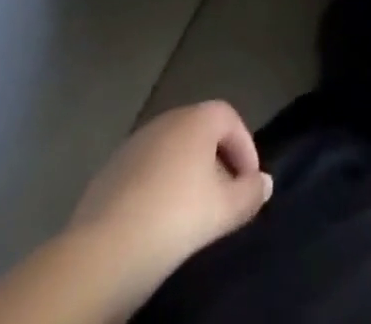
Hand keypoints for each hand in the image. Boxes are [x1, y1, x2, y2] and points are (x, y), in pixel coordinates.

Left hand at [66, 102, 271, 309]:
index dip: (245, 148)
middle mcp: (166, 119)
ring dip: (186, 174)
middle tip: (225, 198)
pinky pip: (147, 170)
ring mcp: (134, 142)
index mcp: (196, 118)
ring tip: (192, 213)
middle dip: (217, 161)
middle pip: (200, 132)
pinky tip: (158, 220)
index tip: (250, 184)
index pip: (230, 119)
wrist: (104, 251)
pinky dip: (159, 186)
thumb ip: (250, 194)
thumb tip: (265, 182)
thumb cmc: (176, 219)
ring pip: (172, 151)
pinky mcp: (110, 169)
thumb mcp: (223, 211)